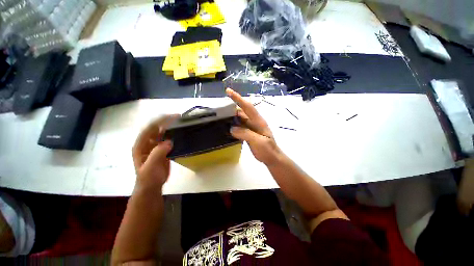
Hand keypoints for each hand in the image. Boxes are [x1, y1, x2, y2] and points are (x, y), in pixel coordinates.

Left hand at [132, 115, 177, 189]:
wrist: (152, 186)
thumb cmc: (148, 178)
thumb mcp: (150, 167)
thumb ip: (157, 154)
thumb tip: (168, 142)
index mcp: (141, 145)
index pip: (149, 128)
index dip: (160, 121)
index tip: (173, 117)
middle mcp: (147, 143)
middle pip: (156, 128)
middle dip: (166, 120)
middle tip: (179, 116)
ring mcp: (154, 145)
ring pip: (162, 132)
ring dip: (170, 126)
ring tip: (181, 122)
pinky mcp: (162, 149)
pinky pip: (167, 138)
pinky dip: (173, 134)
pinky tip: (180, 132)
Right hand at [226, 88, 282, 165]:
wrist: (272, 158)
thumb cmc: (268, 150)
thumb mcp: (259, 142)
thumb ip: (246, 134)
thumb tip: (232, 128)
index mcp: (258, 121)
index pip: (247, 107)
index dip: (238, 99)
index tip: (228, 91)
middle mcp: (254, 122)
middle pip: (242, 112)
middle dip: (232, 108)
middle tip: (220, 108)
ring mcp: (251, 127)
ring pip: (240, 119)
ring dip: (231, 117)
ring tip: (221, 116)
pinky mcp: (248, 133)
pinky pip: (239, 126)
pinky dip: (233, 125)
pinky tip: (227, 127)